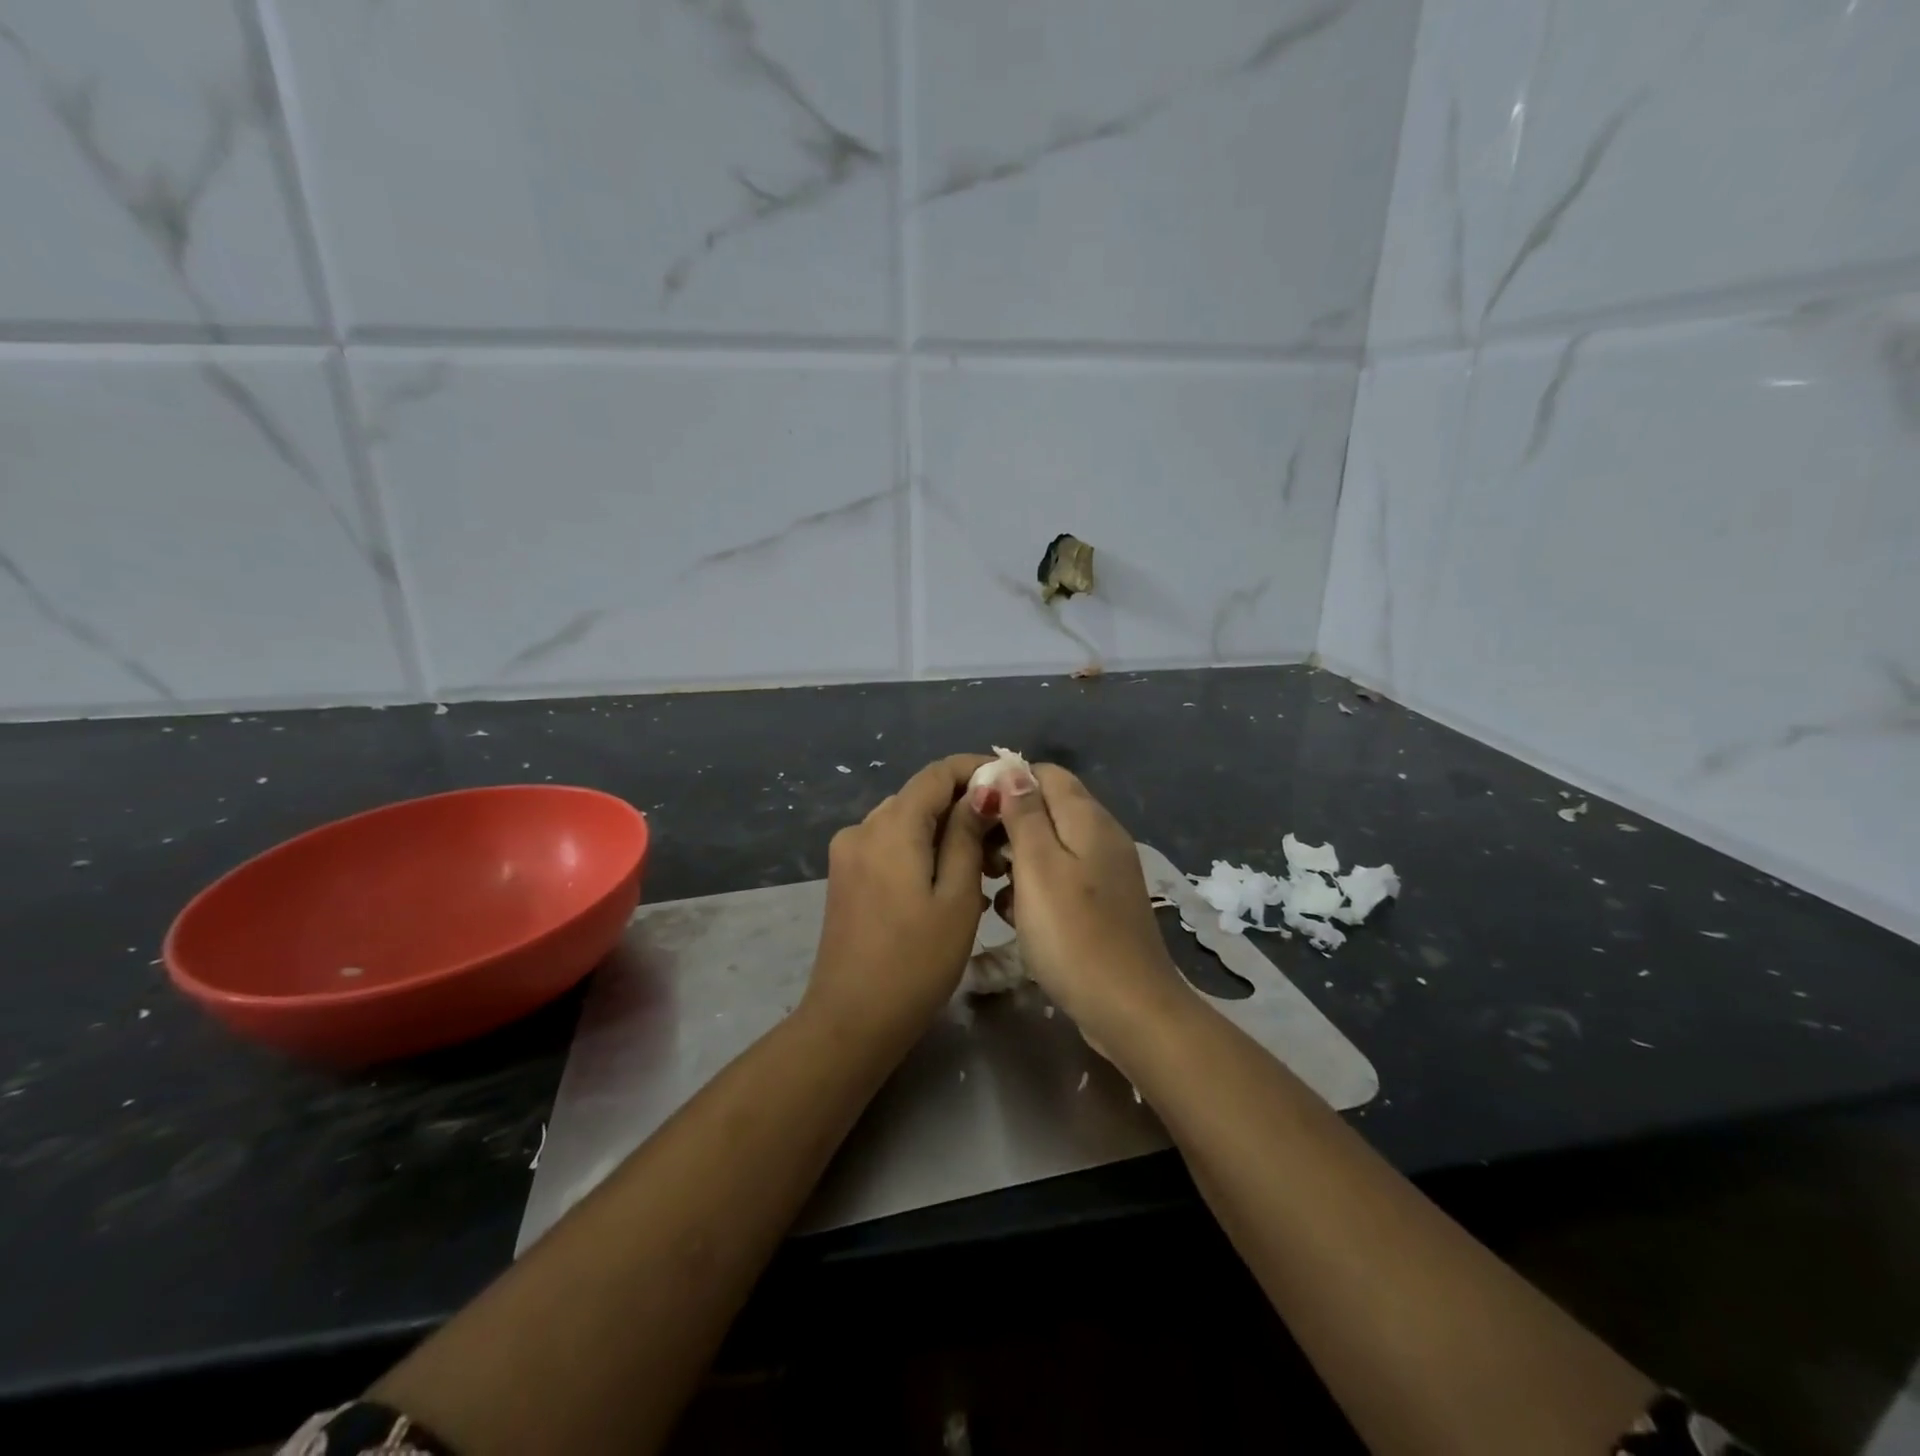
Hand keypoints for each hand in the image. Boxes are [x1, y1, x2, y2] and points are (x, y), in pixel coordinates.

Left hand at [803, 754, 992, 1045]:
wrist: (851, 1021)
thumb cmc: (915, 962)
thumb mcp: (957, 898)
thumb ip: (967, 835)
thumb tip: (981, 792)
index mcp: (890, 826)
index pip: (936, 773)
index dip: (975, 769)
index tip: (1011, 783)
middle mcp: (862, 827)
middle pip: (920, 797)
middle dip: (964, 806)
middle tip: (1004, 838)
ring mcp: (848, 852)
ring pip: (906, 822)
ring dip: (945, 833)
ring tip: (983, 868)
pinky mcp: (845, 876)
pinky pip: (890, 846)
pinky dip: (922, 852)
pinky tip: (949, 884)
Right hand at [994, 764, 1190, 1045]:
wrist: (1128, 1008)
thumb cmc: (1073, 934)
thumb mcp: (1038, 867)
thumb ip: (1023, 815)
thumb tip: (1010, 770)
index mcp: (1088, 818)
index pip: (1044, 773)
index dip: (1006, 784)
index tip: (973, 812)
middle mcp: (1101, 835)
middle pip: (1047, 808)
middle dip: (1008, 824)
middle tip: (977, 857)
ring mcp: (1105, 871)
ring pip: (1051, 846)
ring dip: (1017, 859)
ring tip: (991, 886)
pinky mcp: (1102, 903)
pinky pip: (1062, 877)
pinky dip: (1036, 887)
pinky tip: (1016, 914)